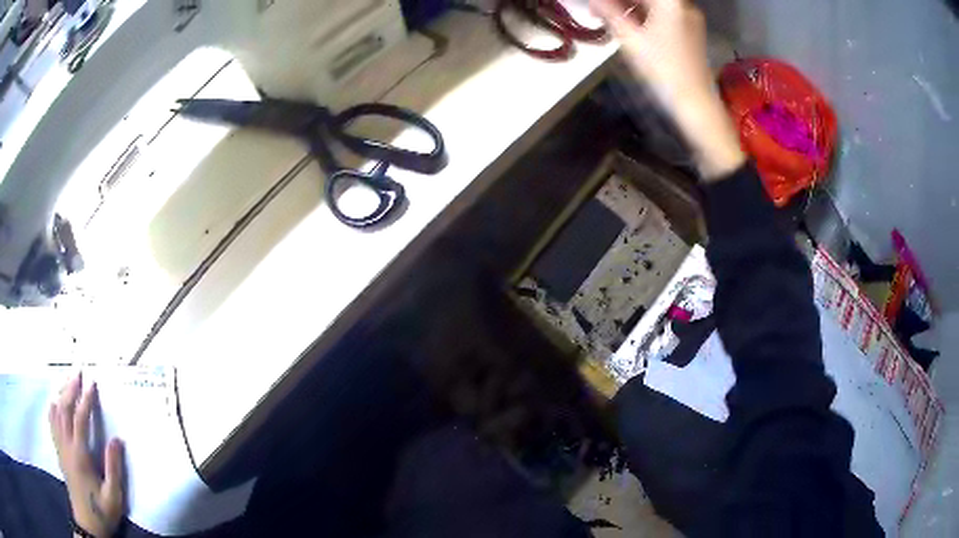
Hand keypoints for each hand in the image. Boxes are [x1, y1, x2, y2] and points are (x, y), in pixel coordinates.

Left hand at [49, 373, 125, 537]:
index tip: (92, 384)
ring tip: (68, 383)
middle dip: (71, 389)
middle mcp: (66, 446)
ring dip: (61, 395)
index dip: (86, 400)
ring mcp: (60, 449)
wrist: (88, 523)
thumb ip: (114, 468)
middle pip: (64, 410)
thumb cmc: (102, 512)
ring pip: (56, 414)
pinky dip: (52, 409)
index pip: (80, 420)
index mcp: (80, 455)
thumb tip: (117, 439)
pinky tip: (54, 403)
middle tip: (78, 374)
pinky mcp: (59, 453)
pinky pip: (52, 425)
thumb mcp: (113, 497)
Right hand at [591, 0, 744, 178]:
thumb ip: (609, 13)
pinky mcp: (691, 31)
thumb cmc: (662, 69)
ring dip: (631, 6)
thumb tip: (593, 0)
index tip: (598, 4)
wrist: (696, 103)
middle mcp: (683, 4)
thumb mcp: (630, 39)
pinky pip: (663, 14)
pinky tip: (629, 24)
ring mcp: (689, 18)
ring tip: (610, 17)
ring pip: (655, 5)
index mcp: (670, 1)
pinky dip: (645, 15)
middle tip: (600, 9)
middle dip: (622, 1)